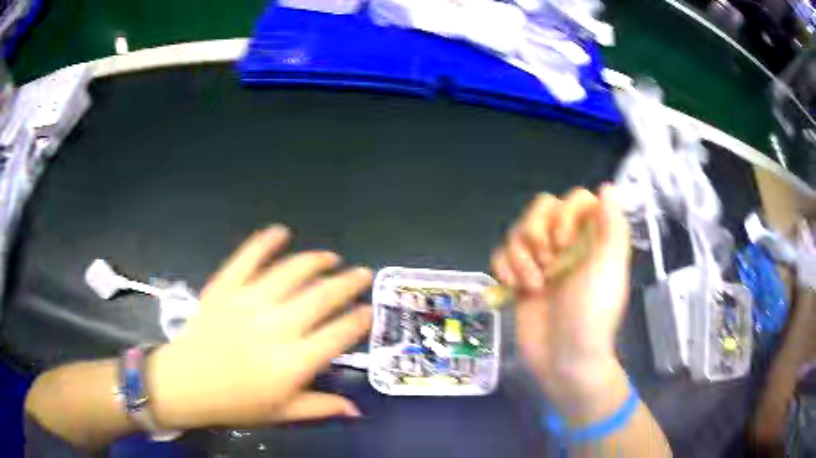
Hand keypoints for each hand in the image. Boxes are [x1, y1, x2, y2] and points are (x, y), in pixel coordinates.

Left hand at [149, 225, 372, 428]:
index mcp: (291, 363)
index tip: (369, 310)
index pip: (337, 334)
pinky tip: (281, 231)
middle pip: (321, 297)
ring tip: (331, 257)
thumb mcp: (281, 414)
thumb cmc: (234, 403)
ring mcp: (247, 302)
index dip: (359, 319)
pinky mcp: (225, 288)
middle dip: (348, 283)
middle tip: (362, 274)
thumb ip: (320, 407)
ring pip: (290, 272)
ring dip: (315, 261)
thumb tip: (355, 409)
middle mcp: (274, 327)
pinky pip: (247, 258)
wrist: (184, 383)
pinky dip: (265, 241)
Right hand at [491, 186, 630, 406]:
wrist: (563, 359)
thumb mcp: (610, 267)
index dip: (565, 215)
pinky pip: (501, 253)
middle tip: (548, 263)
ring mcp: (541, 261)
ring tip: (533, 285)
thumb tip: (608, 186)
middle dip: (537, 232)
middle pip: (541, 208)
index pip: (575, 199)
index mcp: (592, 238)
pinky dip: (504, 267)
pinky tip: (514, 288)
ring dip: (520, 256)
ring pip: (518, 230)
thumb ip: (612, 225)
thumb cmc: (592, 314)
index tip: (567, 244)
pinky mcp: (519, 277)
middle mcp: (567, 243)